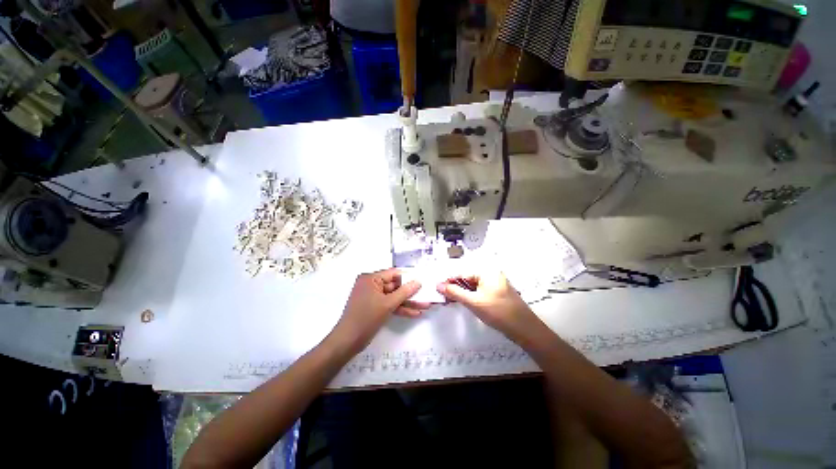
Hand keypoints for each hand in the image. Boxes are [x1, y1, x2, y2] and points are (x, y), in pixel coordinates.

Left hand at [331, 268, 429, 353]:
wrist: (348, 341)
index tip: (422, 280)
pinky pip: (390, 305)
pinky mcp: (375, 308)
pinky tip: (415, 313)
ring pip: (394, 297)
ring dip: (408, 302)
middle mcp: (371, 285)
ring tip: (425, 305)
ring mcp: (373, 297)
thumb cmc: (366, 318)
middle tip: (426, 294)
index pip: (393, 273)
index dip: (408, 277)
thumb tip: (418, 282)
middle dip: (410, 293)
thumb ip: (404, 292)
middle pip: (395, 286)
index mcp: (371, 278)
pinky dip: (401, 309)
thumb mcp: (387, 304)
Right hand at [436, 272, 538, 341]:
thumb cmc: (498, 312)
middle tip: (444, 297)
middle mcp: (491, 274)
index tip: (438, 289)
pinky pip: (480, 291)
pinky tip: (465, 302)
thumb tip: (438, 285)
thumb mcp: (473, 302)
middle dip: (455, 287)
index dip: (449, 281)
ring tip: (451, 301)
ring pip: (474, 286)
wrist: (525, 329)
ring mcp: (496, 283)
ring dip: (462, 293)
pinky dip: (471, 296)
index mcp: (487, 272)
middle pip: (468, 279)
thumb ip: (455, 292)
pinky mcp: (498, 293)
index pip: (462, 274)